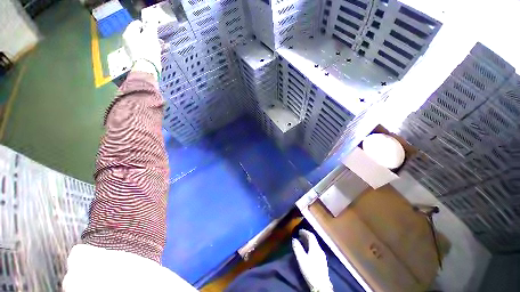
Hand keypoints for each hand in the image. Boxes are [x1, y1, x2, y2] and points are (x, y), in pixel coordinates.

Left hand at [123, 20, 160, 77]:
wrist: (147, 68)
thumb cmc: (148, 50)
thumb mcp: (151, 35)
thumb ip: (151, 25)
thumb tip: (152, 16)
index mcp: (129, 33)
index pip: (137, 24)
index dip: (146, 25)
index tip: (155, 30)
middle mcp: (128, 41)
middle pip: (140, 34)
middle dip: (151, 36)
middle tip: (159, 39)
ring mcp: (132, 51)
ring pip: (144, 43)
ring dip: (153, 44)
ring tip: (163, 46)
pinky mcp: (138, 59)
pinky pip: (145, 51)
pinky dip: (152, 51)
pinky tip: (160, 53)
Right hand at [292, 229, 332, 291]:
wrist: (321, 285)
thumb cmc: (310, 270)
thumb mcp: (301, 259)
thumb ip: (297, 248)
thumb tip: (294, 239)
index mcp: (315, 248)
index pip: (311, 236)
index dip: (305, 232)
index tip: (299, 230)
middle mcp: (320, 250)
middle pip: (314, 240)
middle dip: (306, 236)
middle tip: (300, 235)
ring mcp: (322, 256)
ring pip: (315, 245)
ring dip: (309, 242)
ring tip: (302, 242)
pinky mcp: (323, 262)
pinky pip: (316, 250)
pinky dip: (311, 247)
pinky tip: (308, 251)